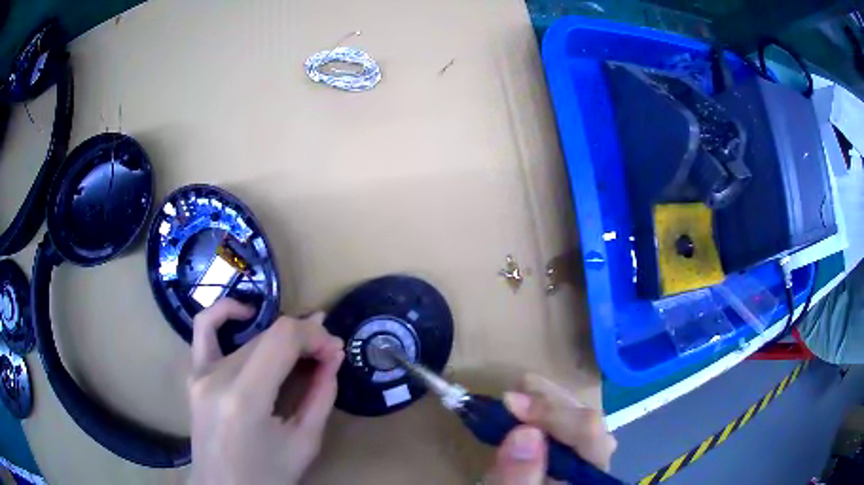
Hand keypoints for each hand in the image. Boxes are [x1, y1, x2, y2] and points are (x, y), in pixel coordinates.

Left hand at [188, 299, 343, 484]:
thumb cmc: (267, 476)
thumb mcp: (304, 443)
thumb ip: (320, 395)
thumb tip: (333, 356)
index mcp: (244, 398)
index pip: (281, 339)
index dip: (313, 336)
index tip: (334, 351)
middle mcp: (216, 377)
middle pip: (267, 337)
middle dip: (304, 339)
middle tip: (327, 355)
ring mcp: (200, 373)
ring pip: (249, 337)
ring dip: (280, 336)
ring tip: (301, 346)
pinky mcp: (193, 374)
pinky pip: (204, 328)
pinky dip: (226, 312)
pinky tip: (248, 314)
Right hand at [486, 373, 616, 483]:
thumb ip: (517, 479)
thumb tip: (524, 431)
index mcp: (590, 479)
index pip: (590, 434)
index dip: (553, 412)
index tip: (510, 402)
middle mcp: (597, 469)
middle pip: (592, 424)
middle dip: (553, 402)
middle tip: (516, 390)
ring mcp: (588, 465)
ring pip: (584, 423)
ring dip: (553, 402)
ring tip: (524, 388)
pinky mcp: (572, 463)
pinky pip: (569, 432)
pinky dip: (549, 414)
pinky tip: (531, 408)